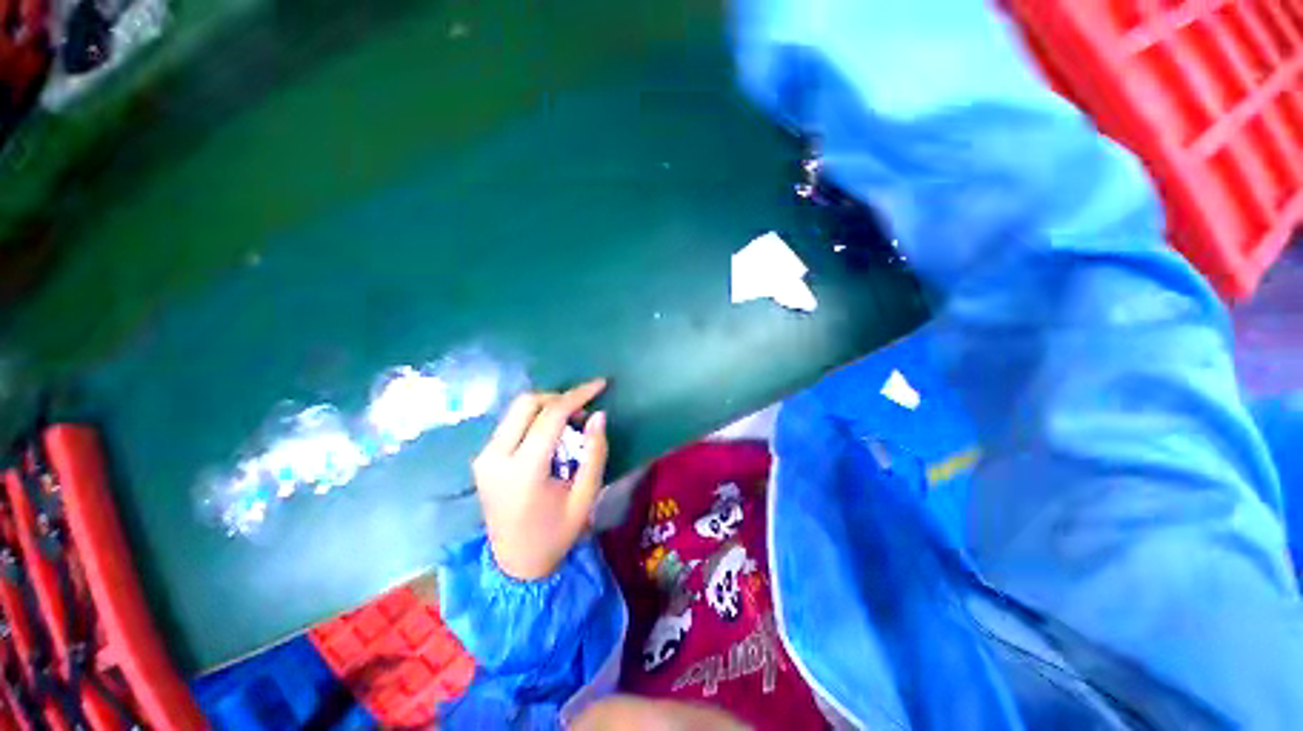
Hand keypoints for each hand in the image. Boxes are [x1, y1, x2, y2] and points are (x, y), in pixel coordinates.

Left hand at [472, 379, 609, 580]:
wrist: (515, 564)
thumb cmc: (556, 534)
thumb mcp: (585, 497)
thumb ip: (594, 452)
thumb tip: (598, 415)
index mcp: (523, 470)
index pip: (551, 415)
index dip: (578, 394)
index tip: (600, 384)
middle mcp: (495, 457)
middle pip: (527, 403)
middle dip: (559, 397)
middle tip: (583, 410)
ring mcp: (484, 457)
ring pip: (516, 409)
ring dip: (547, 407)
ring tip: (570, 423)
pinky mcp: (482, 458)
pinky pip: (511, 423)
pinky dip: (535, 418)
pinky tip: (551, 434)